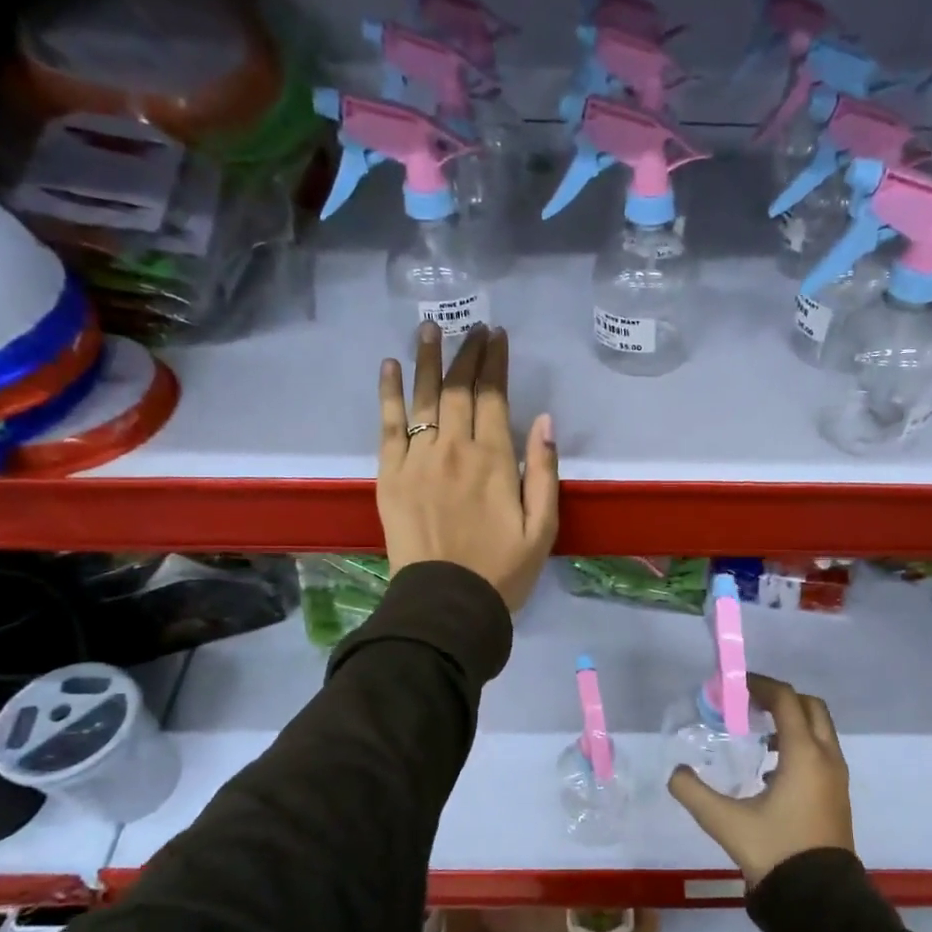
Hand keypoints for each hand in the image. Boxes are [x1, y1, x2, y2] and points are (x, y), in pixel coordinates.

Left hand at [378, 323, 559, 612]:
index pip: (493, 396)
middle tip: (472, 327)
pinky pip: (388, 424)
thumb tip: (544, 420)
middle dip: (467, 353)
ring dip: (428, 359)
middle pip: (458, 389)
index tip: (497, 335)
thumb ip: (543, 471)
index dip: (495, 362)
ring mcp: (417, 459)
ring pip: (424, 398)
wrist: (446, 603)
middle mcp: (454, 449)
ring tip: (429, 327)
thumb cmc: (502, 571)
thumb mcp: (543, 528)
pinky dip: (389, 393)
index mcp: (494, 460)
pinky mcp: (390, 475)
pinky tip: (390, 366)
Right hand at [667, 674, 855, 886]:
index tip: (736, 685)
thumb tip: (675, 773)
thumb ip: (694, 793)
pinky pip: (821, 752)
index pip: (786, 700)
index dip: (761, 685)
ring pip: (819, 730)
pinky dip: (800, 744)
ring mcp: (836, 777)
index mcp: (804, 754)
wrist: (819, 899)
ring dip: (792, 722)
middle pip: (810, 707)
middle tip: (750, 703)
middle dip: (781, 698)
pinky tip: (771, 769)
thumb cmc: (775, 851)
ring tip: (758, 734)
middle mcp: (826, 758)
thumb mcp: (725, 822)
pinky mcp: (837, 795)